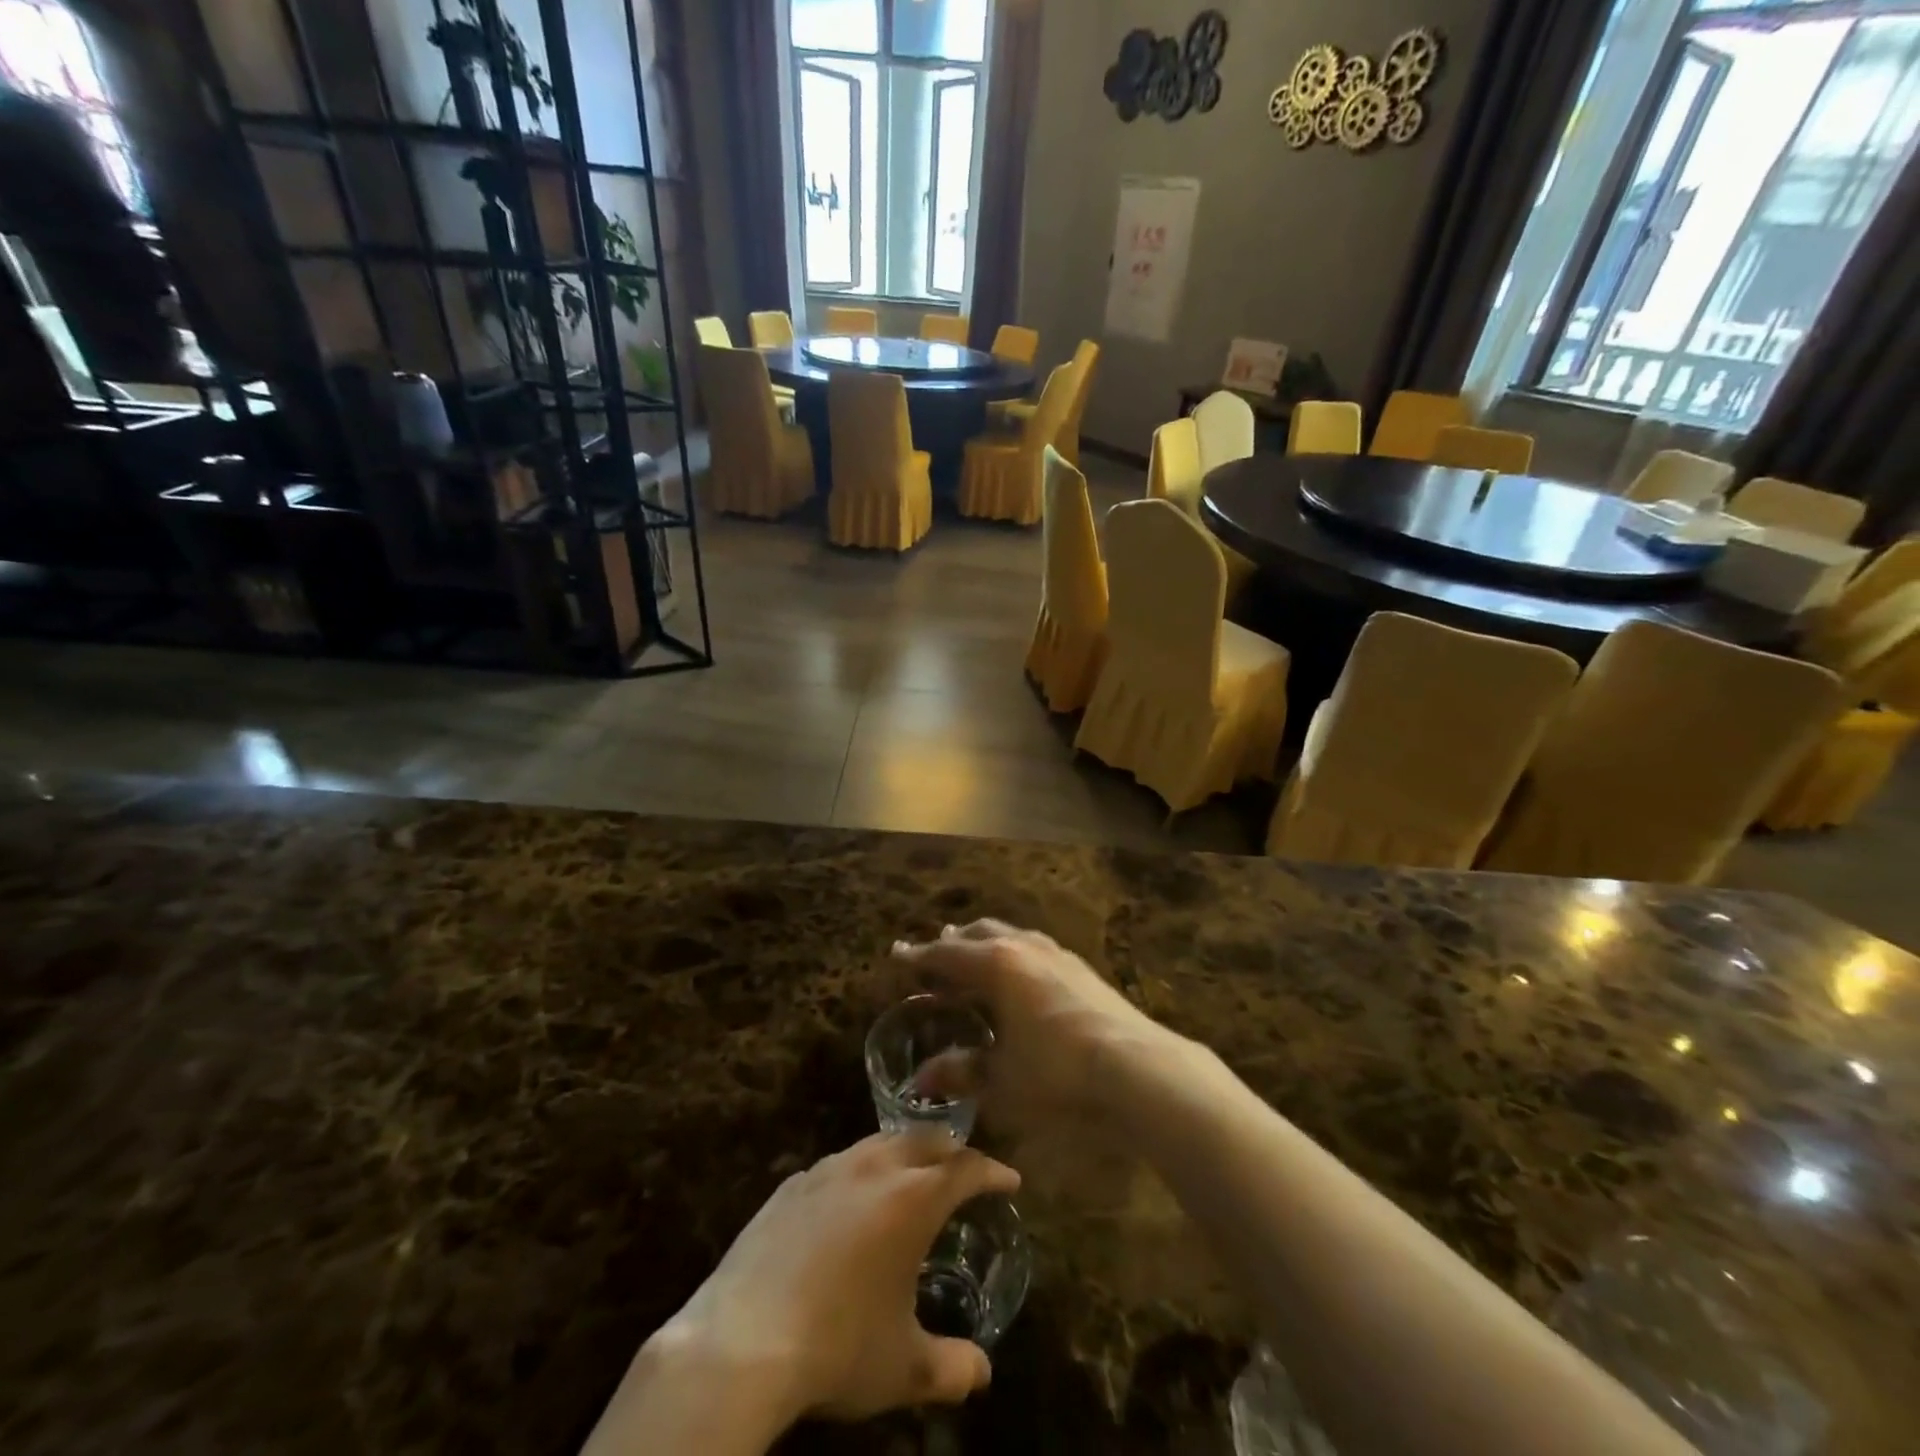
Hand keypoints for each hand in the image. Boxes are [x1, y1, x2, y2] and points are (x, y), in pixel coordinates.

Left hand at [642, 1133, 1018, 1428]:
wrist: (741, 1342)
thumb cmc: (838, 1347)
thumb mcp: (904, 1367)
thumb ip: (951, 1367)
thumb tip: (981, 1373)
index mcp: (912, 1198)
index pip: (966, 1167)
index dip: (992, 1171)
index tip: (1010, 1180)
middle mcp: (873, 1169)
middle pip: (924, 1138)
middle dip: (951, 1149)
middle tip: (964, 1170)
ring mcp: (827, 1170)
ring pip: (878, 1143)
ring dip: (903, 1152)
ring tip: (911, 1176)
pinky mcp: (790, 1185)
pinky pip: (838, 1164)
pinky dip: (860, 1171)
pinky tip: (850, 1201)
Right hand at [892, 919, 1170, 1122]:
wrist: (1137, 1067)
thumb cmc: (1058, 1072)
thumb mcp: (1001, 1079)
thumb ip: (961, 1072)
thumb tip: (922, 1079)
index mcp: (996, 964)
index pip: (946, 955)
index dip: (918, 957)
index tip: (897, 955)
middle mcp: (1023, 947)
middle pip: (978, 934)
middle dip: (953, 944)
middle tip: (934, 957)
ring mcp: (1056, 954)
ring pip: (1010, 936)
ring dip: (985, 945)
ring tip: (974, 957)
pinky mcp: (1081, 968)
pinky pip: (1033, 949)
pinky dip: (1013, 955)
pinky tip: (1020, 978)